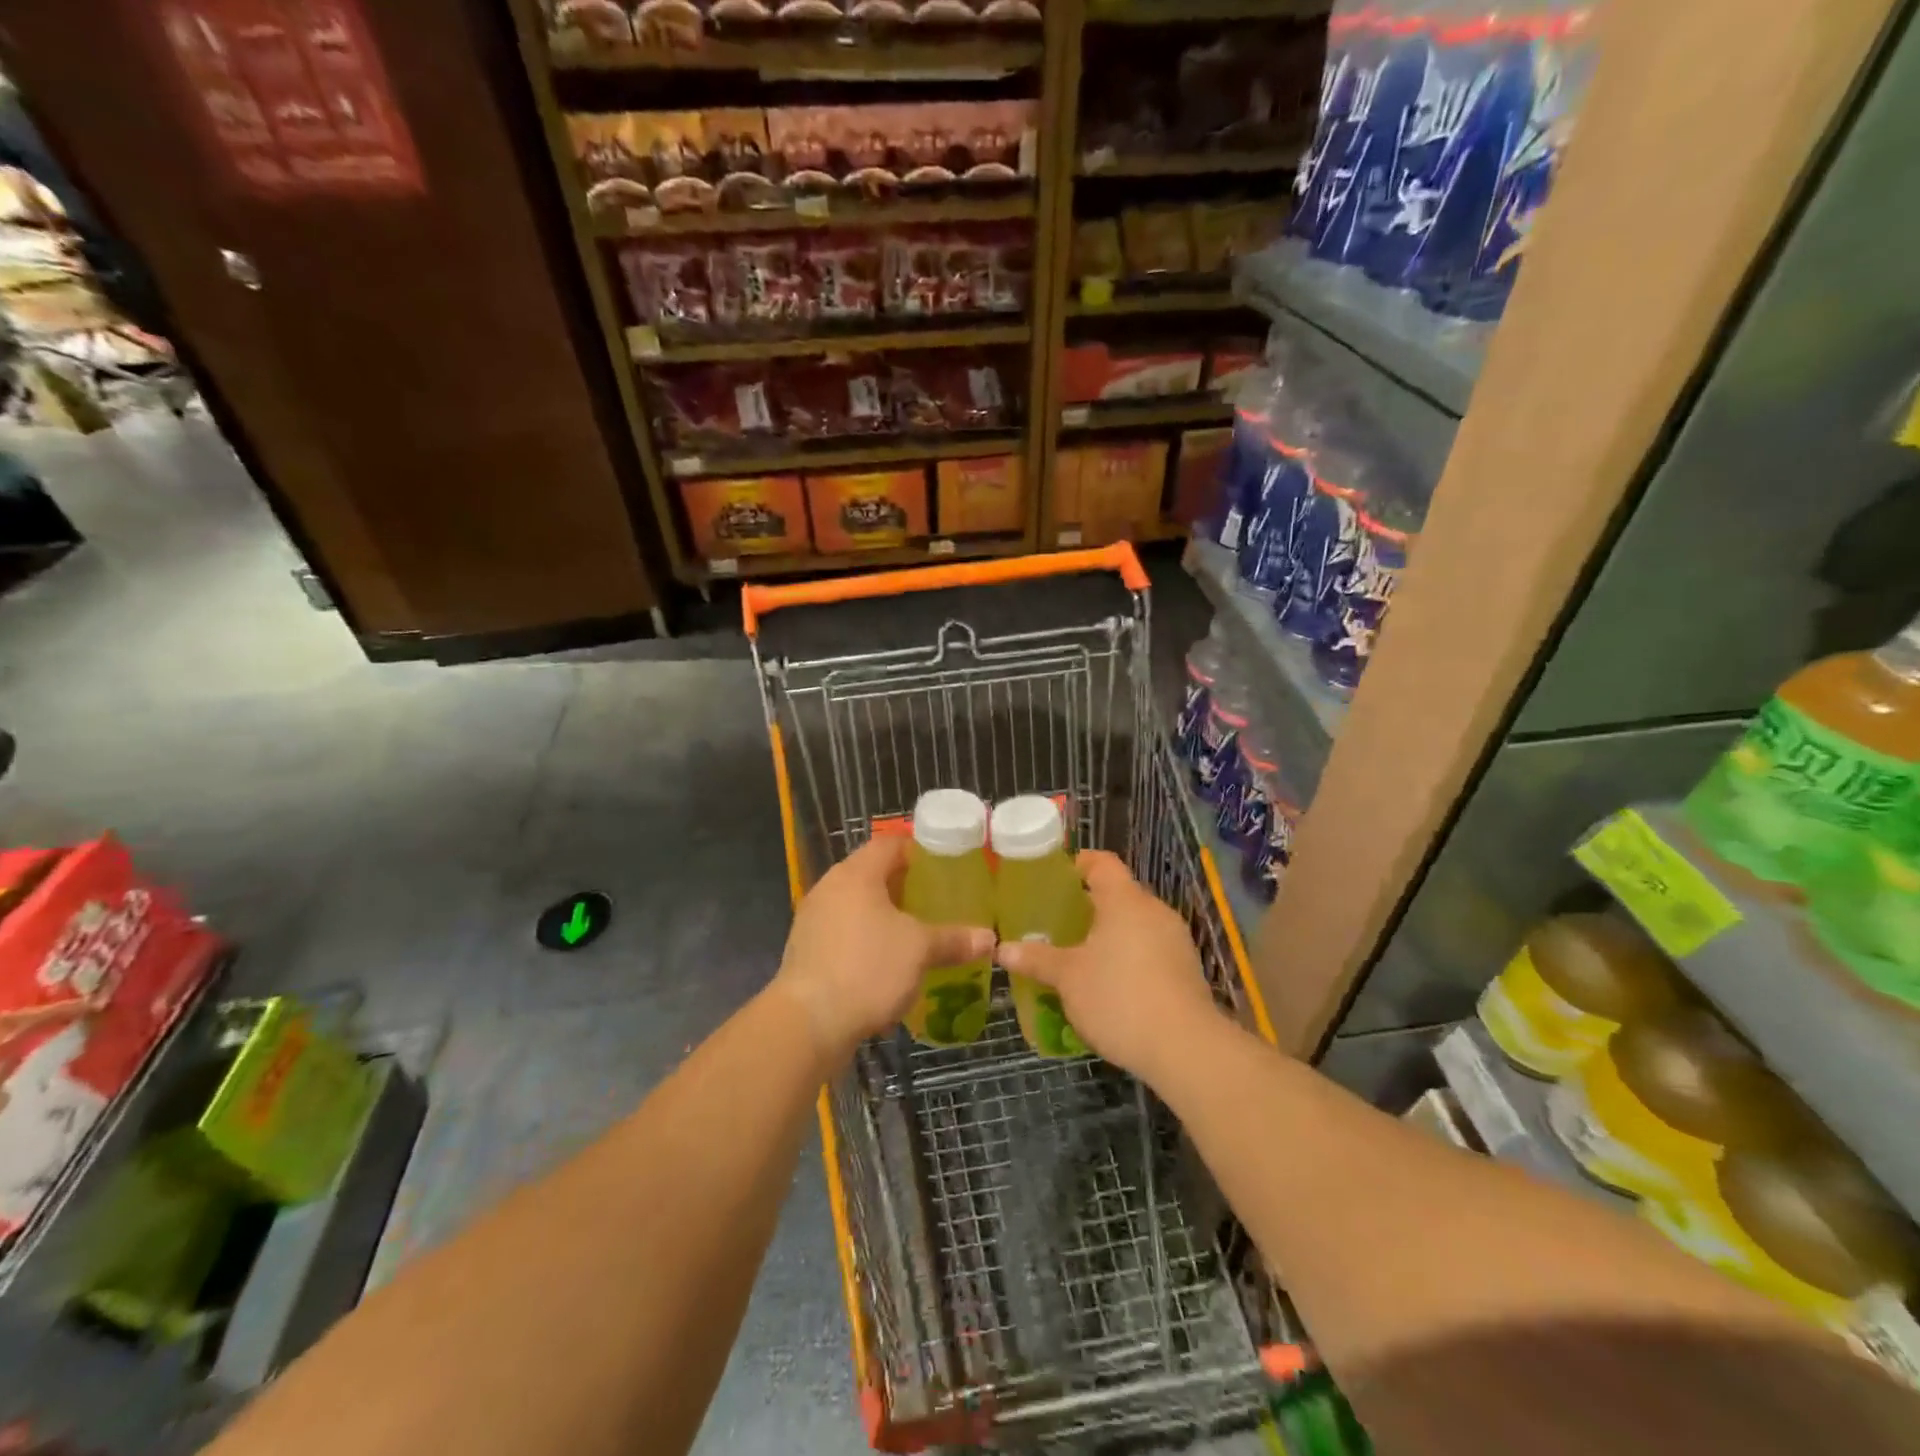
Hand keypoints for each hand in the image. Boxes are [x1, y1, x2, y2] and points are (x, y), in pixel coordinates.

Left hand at [772, 836, 994, 1066]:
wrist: (808, 1023)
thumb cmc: (867, 969)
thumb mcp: (920, 950)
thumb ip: (954, 939)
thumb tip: (989, 938)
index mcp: (856, 874)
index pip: (889, 844)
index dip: (918, 851)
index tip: (945, 865)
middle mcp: (830, 888)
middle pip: (873, 875)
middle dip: (906, 887)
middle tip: (939, 900)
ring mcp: (814, 920)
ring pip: (858, 907)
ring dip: (886, 917)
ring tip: (919, 932)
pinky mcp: (807, 952)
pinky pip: (845, 934)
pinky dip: (868, 941)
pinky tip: (890, 963)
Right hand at [997, 851, 1222, 1083]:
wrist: (1185, 1048)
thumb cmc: (1119, 997)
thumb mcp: (1068, 978)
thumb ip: (1037, 959)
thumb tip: (1003, 948)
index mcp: (1124, 900)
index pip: (1102, 863)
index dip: (1079, 863)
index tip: (1056, 876)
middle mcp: (1154, 910)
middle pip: (1120, 893)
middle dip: (1089, 905)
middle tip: (1058, 921)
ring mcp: (1175, 940)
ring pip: (1136, 923)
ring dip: (1110, 933)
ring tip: (1080, 954)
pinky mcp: (1187, 969)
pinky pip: (1151, 949)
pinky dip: (1129, 955)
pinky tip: (1111, 982)